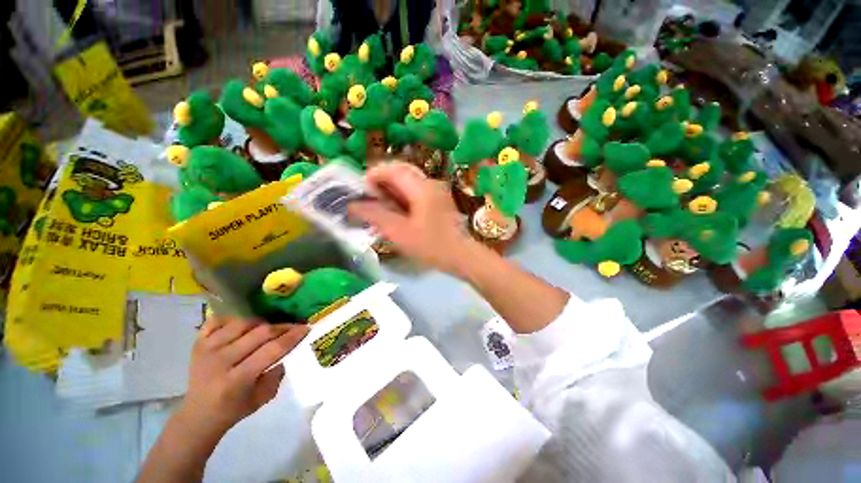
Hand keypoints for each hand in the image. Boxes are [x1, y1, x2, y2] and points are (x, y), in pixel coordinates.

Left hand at [177, 318, 308, 437]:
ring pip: (243, 322)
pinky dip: (234, 319)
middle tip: (293, 328)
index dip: (292, 337)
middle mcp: (220, 361)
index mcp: (237, 379)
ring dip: (261, 323)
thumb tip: (291, 347)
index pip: (271, 350)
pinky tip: (243, 327)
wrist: (198, 414)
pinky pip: (219, 320)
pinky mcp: (198, 343)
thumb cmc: (235, 408)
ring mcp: (206, 349)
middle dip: (281, 328)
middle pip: (259, 333)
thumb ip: (278, 372)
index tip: (306, 328)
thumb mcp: (264, 397)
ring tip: (269, 329)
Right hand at [349, 162, 477, 274]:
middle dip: (382, 181)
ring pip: (409, 180)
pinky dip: (403, 196)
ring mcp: (437, 190)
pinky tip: (398, 211)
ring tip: (381, 206)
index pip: (392, 168)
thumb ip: (376, 216)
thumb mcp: (399, 233)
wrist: (461, 256)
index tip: (362, 192)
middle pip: (401, 171)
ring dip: (392, 189)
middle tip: (371, 199)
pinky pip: (416, 190)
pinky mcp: (439, 199)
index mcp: (421, 187)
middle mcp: (430, 182)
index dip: (373, 175)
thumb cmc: (431, 245)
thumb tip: (353, 205)